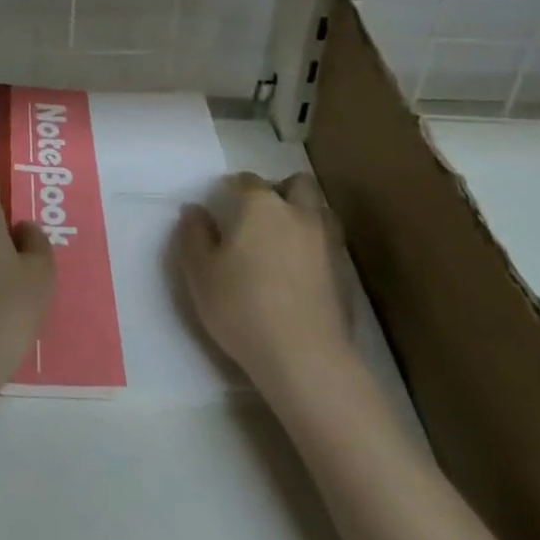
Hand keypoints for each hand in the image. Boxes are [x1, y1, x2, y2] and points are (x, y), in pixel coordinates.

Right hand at [178, 172, 356, 396]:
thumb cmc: (243, 308)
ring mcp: (328, 243)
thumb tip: (195, 210)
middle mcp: (298, 214)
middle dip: (281, 190)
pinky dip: (316, 247)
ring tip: (285, 239)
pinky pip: (330, 244)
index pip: (247, 180)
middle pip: (297, 184)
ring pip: (320, 211)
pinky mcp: (345, 274)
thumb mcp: (200, 272)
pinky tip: (302, 271)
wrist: (305, 359)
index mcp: (261, 205)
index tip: (223, 203)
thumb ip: (194, 235)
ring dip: (304, 215)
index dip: (233, 187)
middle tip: (262, 214)